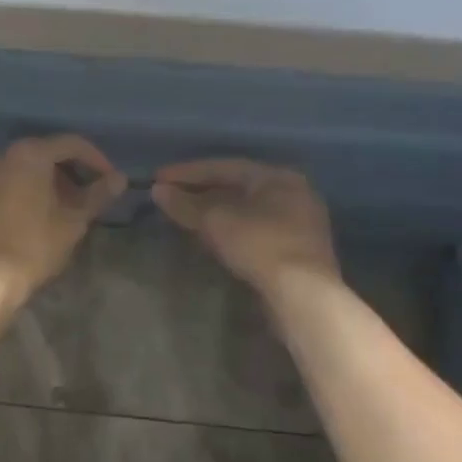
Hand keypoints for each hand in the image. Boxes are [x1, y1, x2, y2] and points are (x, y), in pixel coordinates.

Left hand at [0, 136, 126, 309]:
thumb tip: (119, 179)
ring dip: (49, 183)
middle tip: (89, 197)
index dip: (96, 159)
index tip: (110, 180)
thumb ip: (97, 195)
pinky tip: (37, 218)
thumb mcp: (72, 222)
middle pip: (45, 153)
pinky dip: (26, 192)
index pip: (70, 144)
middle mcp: (0, 156)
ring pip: (24, 170)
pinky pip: (6, 184)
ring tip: (66, 210)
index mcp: (28, 154)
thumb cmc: (31, 247)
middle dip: (71, 172)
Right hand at [152, 158, 339, 297]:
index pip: (224, 166)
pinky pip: (255, 228)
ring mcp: (299, 223)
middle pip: (237, 186)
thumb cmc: (260, 245)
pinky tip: (212, 237)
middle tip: (170, 195)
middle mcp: (293, 193)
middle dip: (200, 190)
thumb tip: (159, 191)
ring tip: (185, 215)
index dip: (187, 172)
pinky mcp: (297, 250)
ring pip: (246, 209)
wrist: (303, 295)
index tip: (158, 178)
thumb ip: (185, 204)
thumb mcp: (216, 221)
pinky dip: (230, 228)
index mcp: (277, 176)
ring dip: (214, 210)